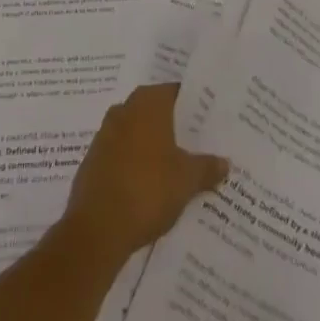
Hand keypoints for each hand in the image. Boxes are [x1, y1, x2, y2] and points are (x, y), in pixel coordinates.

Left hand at [58, 83, 228, 267]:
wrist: (97, 228)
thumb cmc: (148, 190)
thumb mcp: (187, 180)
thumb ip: (207, 167)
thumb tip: (225, 162)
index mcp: (148, 103)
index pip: (175, 92)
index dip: (193, 106)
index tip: (208, 119)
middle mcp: (124, 109)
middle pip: (155, 111)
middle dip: (173, 127)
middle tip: (196, 144)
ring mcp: (105, 134)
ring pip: (137, 133)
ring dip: (152, 146)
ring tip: (176, 167)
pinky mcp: (93, 161)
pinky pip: (121, 154)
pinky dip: (135, 164)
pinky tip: (148, 186)